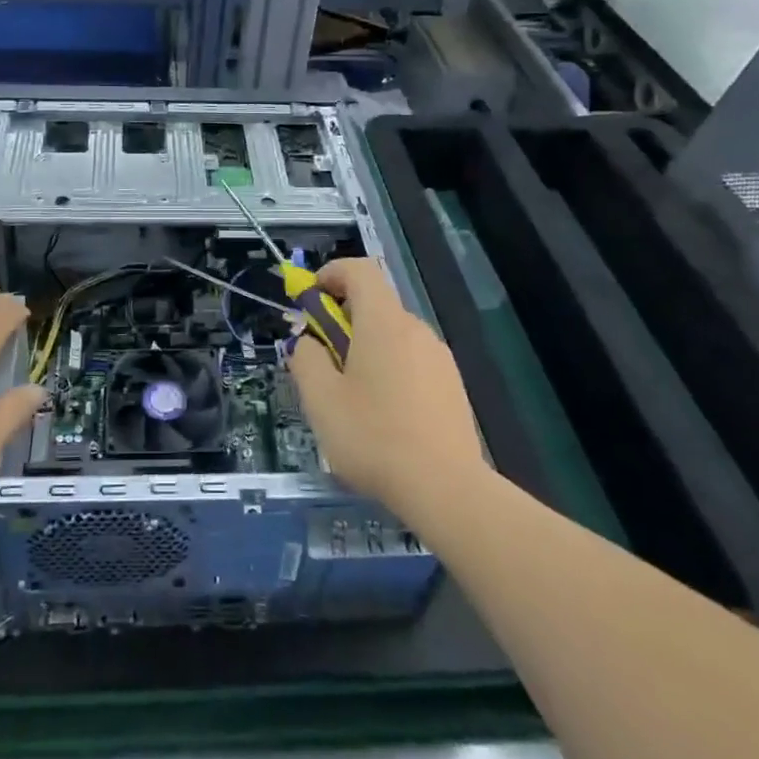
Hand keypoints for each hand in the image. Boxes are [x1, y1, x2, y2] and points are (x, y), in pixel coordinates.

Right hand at [289, 258, 487, 521]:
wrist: (447, 489)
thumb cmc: (374, 437)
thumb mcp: (321, 399)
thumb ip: (306, 359)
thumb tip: (308, 344)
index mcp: (383, 322)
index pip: (360, 269)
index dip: (331, 274)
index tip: (310, 301)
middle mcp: (416, 329)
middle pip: (375, 304)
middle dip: (342, 320)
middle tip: (321, 360)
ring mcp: (439, 358)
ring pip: (393, 336)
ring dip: (365, 348)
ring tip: (349, 397)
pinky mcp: (452, 386)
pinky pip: (412, 361)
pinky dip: (389, 370)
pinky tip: (382, 417)